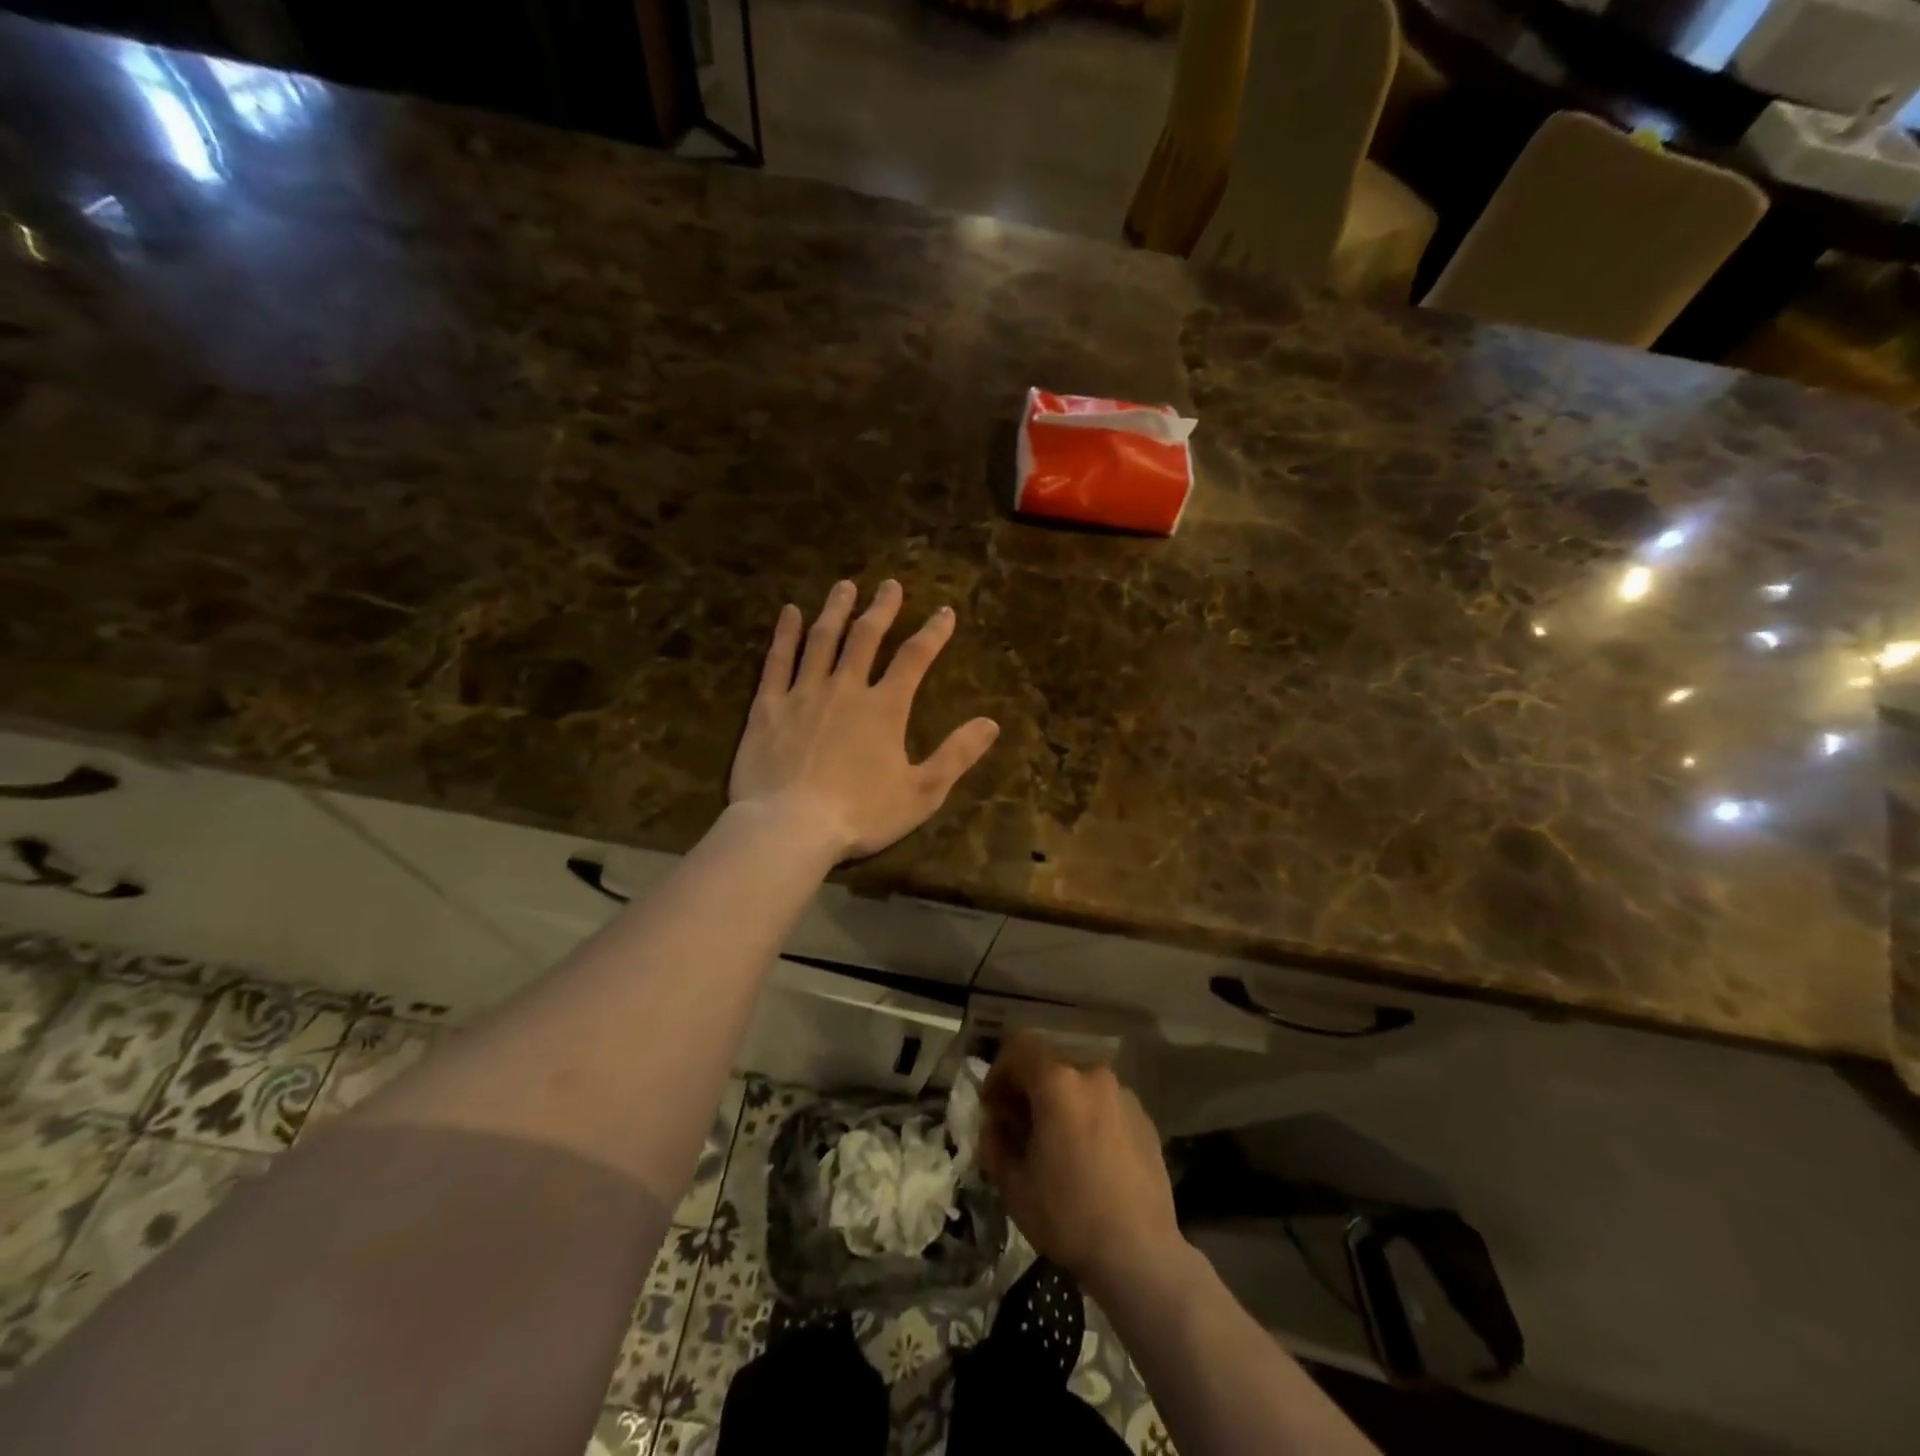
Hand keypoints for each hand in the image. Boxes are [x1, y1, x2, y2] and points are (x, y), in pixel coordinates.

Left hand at [729, 579, 999, 862]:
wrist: (789, 828)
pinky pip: (777, 660)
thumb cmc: (860, 814)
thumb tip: (991, 723)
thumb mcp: (922, 792)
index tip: (945, 612)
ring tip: (845, 586)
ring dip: (836, 610)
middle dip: (882, 609)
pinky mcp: (768, 706)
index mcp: (885, 708)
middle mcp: (845, 689)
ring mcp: (803, 693)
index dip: (933, 632)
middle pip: (866, 637)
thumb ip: (956, 755)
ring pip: (822, 640)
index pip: (914, 658)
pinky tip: (790, 613)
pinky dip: (786, 634)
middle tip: (889, 585)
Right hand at [978, 1035, 1184, 1298]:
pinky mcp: (1144, 1118)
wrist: (1140, 1254)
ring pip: (1079, 1084)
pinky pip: (1104, 1103)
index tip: (993, 1107)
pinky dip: (1088, 1116)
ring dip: (1060, 1102)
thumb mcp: (1014, 1185)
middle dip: (1029, 1088)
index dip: (999, 1071)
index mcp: (1059, 1083)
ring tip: (1056, 1144)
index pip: (1020, 1047)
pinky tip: (1088, 1156)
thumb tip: (994, 1123)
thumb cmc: (1068, 1217)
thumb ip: (995, 1142)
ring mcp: (1124, 1095)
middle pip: (1051, 1064)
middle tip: (1019, 1127)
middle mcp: (1093, 1076)